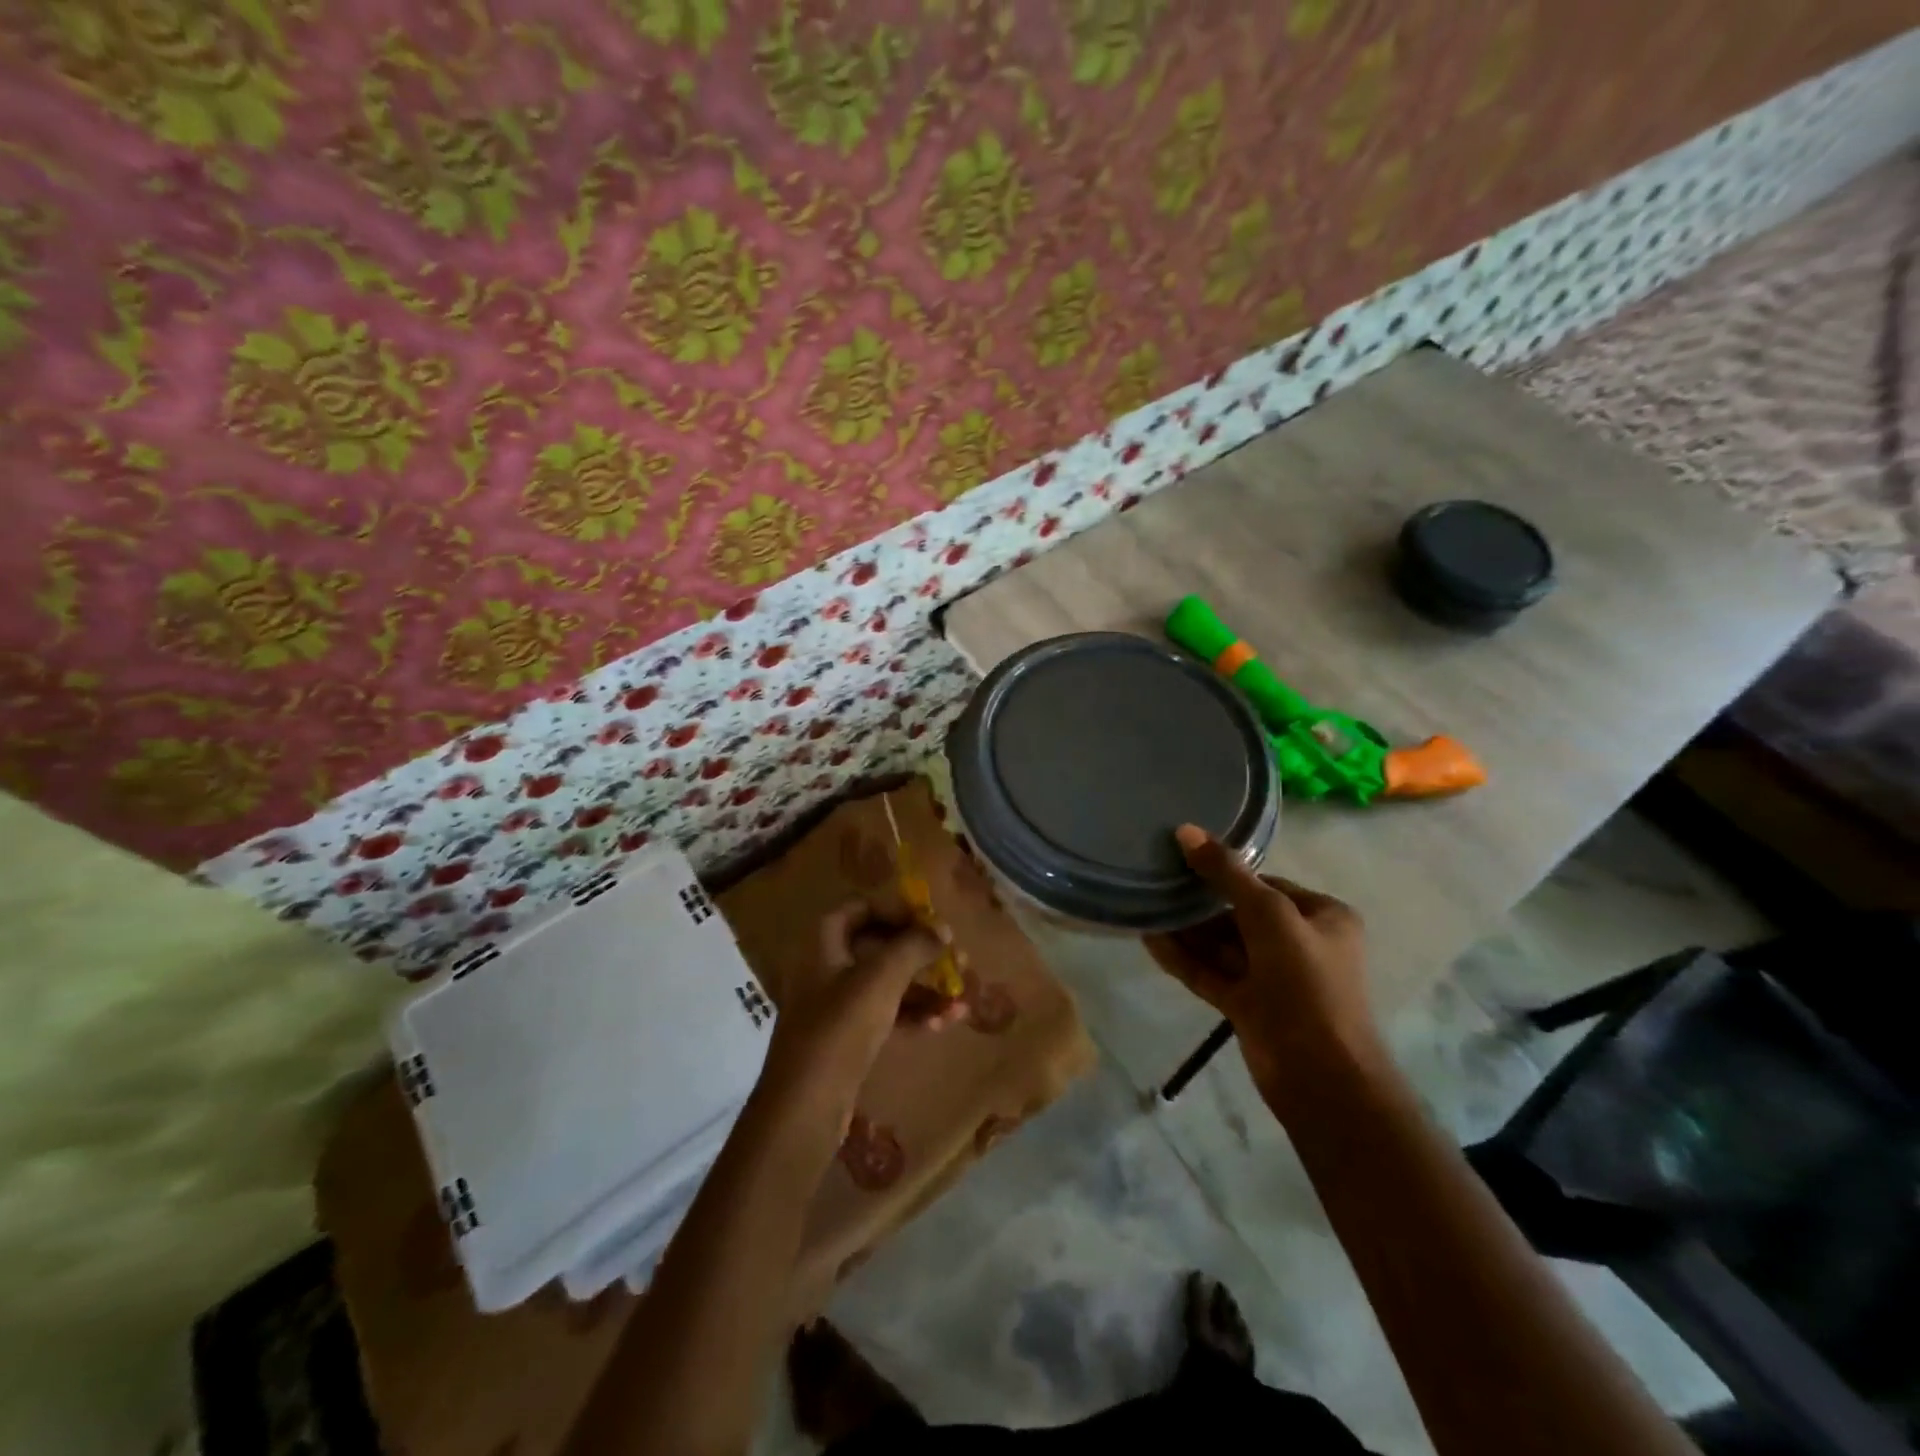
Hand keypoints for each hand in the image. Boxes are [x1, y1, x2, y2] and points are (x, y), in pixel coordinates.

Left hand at [757, 900, 964, 1128]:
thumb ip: (914, 946)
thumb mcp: (881, 978)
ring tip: (962, 996)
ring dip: (924, 987)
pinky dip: (913, 1014)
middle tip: (957, 959)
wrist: (805, 1106)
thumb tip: (944, 929)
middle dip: (920, 952)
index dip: (896, 909)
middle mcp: (825, 967)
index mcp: (822, 942)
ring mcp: (835, 1005)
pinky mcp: (847, 1039)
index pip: (861, 908)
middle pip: (878, 946)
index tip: (932, 920)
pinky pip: (885, 1014)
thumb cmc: (841, 1027)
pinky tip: (946, 1023)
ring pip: (886, 984)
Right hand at [1144, 825, 1383, 1106]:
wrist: (1321, 1076)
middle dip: (1199, 902)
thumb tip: (1186, 831)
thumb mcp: (1268, 915)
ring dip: (1186, 929)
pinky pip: (1210, 972)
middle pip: (1240, 913)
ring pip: (1221, 944)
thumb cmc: (1306, 982)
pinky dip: (1183, 957)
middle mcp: (1299, 943)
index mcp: (1321, 917)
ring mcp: (1272, 978)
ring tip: (1144, 904)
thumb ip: (1226, 874)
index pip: (1266, 884)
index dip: (1226, 872)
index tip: (1182, 858)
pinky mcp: (1248, 1006)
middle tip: (1156, 879)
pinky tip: (1149, 939)